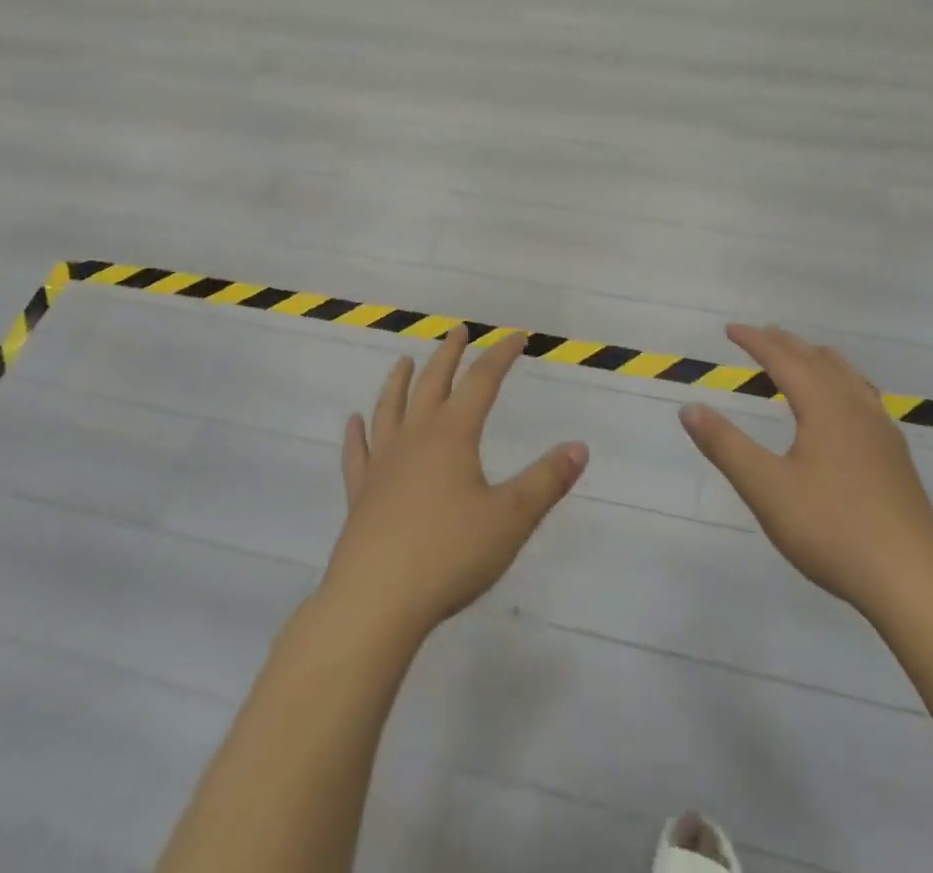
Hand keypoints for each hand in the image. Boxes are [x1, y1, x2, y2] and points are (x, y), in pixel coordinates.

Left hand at [324, 329, 587, 639]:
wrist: (375, 601)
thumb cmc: (449, 554)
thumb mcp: (511, 518)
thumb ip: (547, 480)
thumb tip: (579, 447)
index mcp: (453, 435)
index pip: (482, 382)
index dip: (500, 356)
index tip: (516, 337)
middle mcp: (415, 438)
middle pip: (433, 383)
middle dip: (449, 354)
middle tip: (458, 331)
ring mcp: (382, 465)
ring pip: (390, 409)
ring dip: (399, 381)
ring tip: (404, 361)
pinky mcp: (360, 495)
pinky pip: (357, 454)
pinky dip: (356, 435)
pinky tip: (353, 423)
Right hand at [680, 324, 932, 621]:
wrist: (913, 581)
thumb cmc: (832, 530)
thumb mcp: (766, 489)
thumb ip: (725, 445)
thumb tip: (689, 408)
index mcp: (825, 407)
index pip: (784, 359)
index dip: (756, 342)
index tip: (730, 330)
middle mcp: (856, 408)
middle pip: (818, 360)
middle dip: (785, 344)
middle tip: (760, 335)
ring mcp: (882, 432)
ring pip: (847, 376)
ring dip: (816, 359)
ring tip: (800, 357)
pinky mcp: (895, 457)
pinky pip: (863, 396)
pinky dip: (840, 381)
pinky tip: (842, 406)